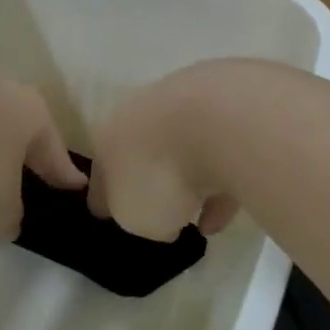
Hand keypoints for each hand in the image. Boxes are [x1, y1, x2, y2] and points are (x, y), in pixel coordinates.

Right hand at [88, 63, 241, 242]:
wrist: (219, 121)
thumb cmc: (161, 174)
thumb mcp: (136, 217)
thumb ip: (139, 218)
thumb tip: (159, 217)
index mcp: (109, 139)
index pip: (100, 173)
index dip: (104, 198)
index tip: (111, 216)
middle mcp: (143, 116)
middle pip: (142, 153)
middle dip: (150, 179)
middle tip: (160, 213)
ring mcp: (186, 106)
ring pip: (184, 151)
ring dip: (192, 183)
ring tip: (203, 223)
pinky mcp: (228, 108)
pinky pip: (221, 153)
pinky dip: (223, 180)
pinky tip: (228, 211)